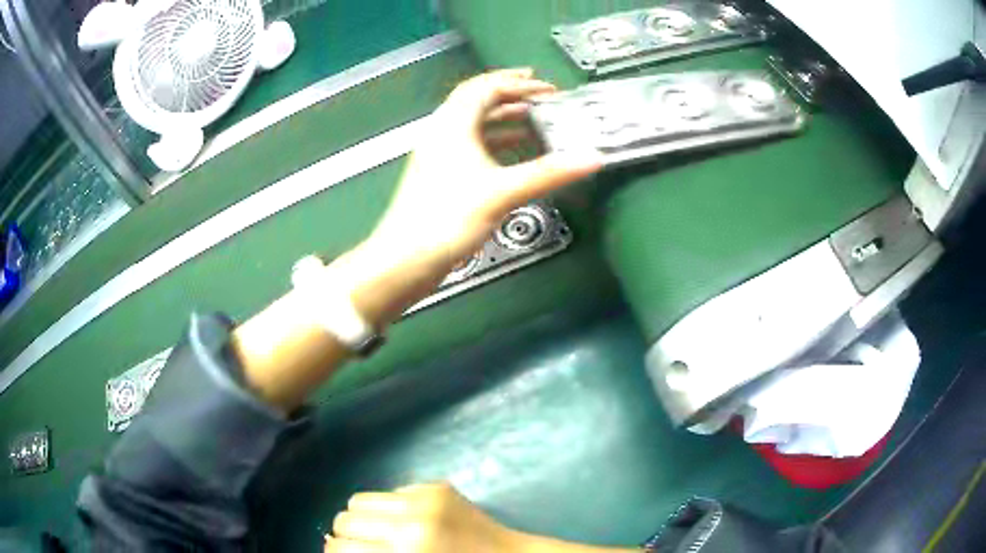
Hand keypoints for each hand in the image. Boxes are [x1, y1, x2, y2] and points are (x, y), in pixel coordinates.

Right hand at [326, 483, 516, 552]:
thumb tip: (333, 547)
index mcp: (406, 551)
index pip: (341, 547)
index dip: (334, 552)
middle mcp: (410, 520)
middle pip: (345, 519)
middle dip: (348, 535)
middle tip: (362, 545)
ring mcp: (425, 498)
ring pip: (360, 500)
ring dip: (363, 517)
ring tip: (379, 531)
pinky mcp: (436, 486)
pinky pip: (390, 492)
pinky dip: (389, 507)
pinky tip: (405, 520)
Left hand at [368, 68, 602, 277]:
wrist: (408, 258)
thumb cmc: (447, 217)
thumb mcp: (503, 191)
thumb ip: (549, 173)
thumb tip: (590, 159)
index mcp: (453, 124)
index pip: (486, 87)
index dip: (518, 83)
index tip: (547, 87)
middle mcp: (443, 132)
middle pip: (477, 100)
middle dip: (511, 95)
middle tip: (541, 96)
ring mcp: (440, 154)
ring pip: (475, 124)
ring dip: (505, 119)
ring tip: (535, 121)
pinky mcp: (441, 175)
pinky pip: (473, 146)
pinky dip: (496, 143)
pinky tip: (515, 153)